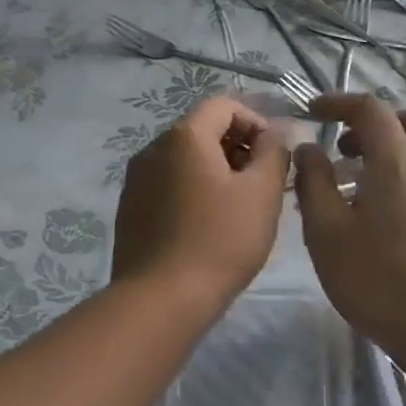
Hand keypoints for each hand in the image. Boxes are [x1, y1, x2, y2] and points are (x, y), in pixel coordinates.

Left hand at [111, 95, 290, 308]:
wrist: (161, 300)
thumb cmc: (220, 241)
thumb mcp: (262, 193)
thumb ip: (273, 152)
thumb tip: (273, 135)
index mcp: (184, 137)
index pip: (224, 105)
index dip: (256, 121)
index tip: (275, 155)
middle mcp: (153, 149)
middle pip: (202, 130)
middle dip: (238, 148)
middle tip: (263, 183)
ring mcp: (136, 181)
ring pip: (185, 161)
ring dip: (217, 172)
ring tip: (240, 208)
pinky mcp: (130, 210)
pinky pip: (169, 186)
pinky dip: (194, 192)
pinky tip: (209, 227)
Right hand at [294, 95, 405, 361]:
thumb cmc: (375, 278)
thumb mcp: (326, 231)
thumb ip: (313, 181)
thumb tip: (309, 148)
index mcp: (397, 160)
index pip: (370, 109)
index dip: (338, 103)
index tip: (311, 113)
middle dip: (373, 121)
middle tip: (343, 144)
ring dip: (390, 144)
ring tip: (355, 174)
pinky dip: (403, 165)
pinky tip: (377, 201)